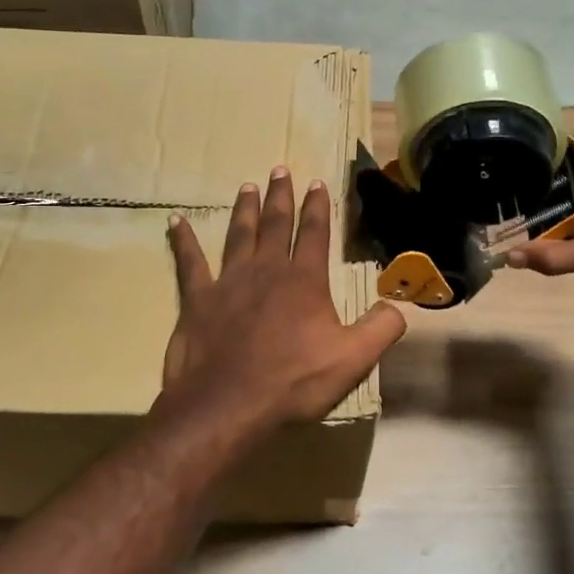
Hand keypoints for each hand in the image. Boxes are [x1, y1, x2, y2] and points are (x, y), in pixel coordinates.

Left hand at [161, 168, 407, 437]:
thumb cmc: (293, 381)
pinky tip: (175, 221)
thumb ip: (381, 329)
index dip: (318, 207)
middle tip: (280, 169)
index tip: (317, 183)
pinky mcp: (197, 299)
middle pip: (276, 225)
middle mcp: (267, 270)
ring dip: (245, 210)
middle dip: (281, 196)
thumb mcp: (353, 359)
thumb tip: (398, 306)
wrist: (228, 403)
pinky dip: (183, 240)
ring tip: (247, 186)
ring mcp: (228, 282)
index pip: (315, 234)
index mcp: (304, 281)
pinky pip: (189, 262)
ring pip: (239, 235)